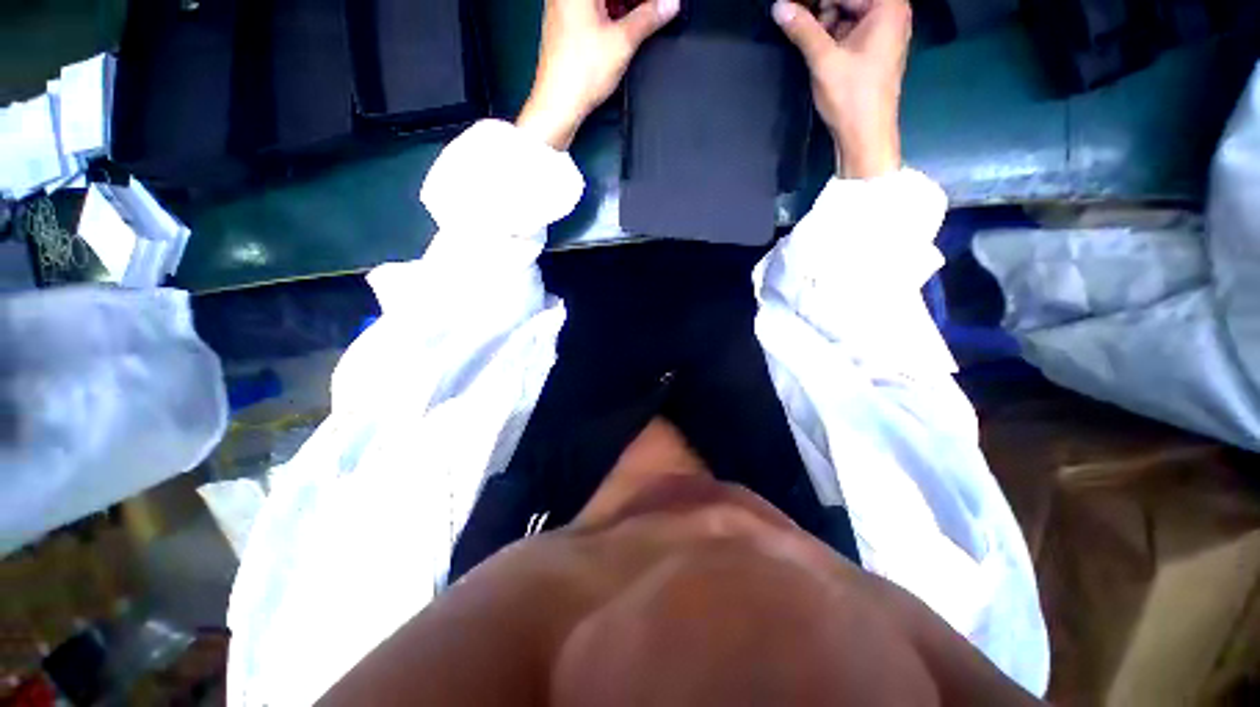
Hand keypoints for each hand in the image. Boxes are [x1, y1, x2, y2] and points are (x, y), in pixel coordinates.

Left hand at [517, 0, 680, 149]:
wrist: (558, 104)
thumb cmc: (580, 73)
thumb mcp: (622, 43)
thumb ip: (648, 18)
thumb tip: (670, 3)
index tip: (660, 4)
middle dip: (634, 0)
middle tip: (654, 10)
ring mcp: (563, 8)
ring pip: (600, 0)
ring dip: (623, 5)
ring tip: (644, 18)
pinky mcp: (565, 26)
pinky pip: (592, 9)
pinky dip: (611, 13)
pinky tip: (624, 27)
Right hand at [773, 0, 910, 178]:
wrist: (865, 136)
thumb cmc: (851, 96)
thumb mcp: (824, 60)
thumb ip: (802, 29)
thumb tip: (779, 6)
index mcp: (888, 6)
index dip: (815, 0)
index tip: (791, 4)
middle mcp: (892, 13)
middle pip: (849, 1)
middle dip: (820, 8)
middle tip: (792, 15)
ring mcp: (885, 32)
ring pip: (848, 14)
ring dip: (823, 21)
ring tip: (799, 31)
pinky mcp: (875, 50)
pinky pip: (851, 30)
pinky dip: (832, 34)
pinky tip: (813, 43)